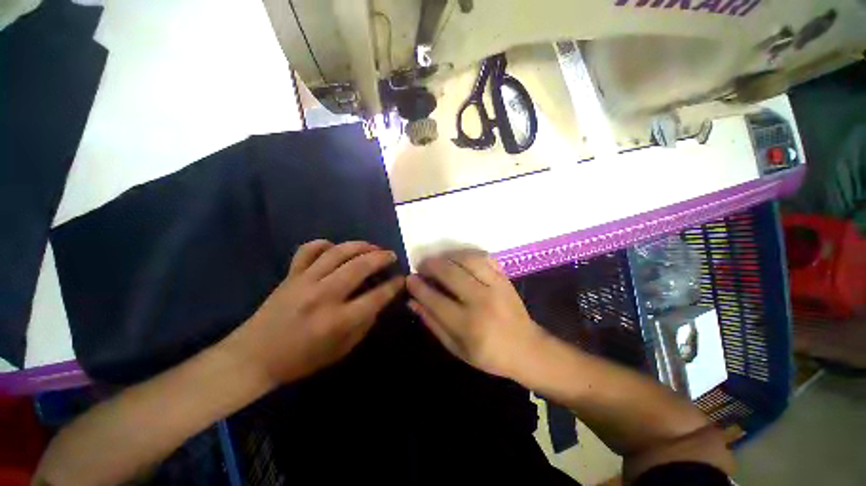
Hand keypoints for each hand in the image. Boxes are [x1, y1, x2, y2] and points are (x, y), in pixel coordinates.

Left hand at [229, 240, 403, 385]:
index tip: (402, 279)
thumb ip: (363, 325)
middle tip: (391, 256)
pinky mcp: (291, 275)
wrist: (254, 357)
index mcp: (337, 320)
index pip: (376, 297)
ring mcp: (305, 281)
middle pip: (360, 267)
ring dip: (360, 246)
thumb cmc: (301, 360)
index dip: (394, 286)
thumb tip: (377, 303)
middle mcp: (323, 296)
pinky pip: (308, 250)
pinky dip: (324, 243)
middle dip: (381, 257)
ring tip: (372, 247)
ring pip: (338, 253)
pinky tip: (335, 247)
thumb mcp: (340, 351)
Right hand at [406, 250, 547, 379]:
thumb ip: (433, 323)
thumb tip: (413, 301)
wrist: (527, 349)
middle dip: (430, 265)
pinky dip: (468, 254)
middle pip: (449, 273)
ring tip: (439, 261)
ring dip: (448, 256)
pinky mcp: (505, 278)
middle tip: (421, 266)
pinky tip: (459, 259)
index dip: (418, 287)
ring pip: (467, 259)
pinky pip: (484, 257)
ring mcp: (496, 286)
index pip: (435, 299)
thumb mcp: (456, 348)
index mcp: (468, 325)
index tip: (409, 279)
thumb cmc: (489, 354)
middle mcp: (482, 301)